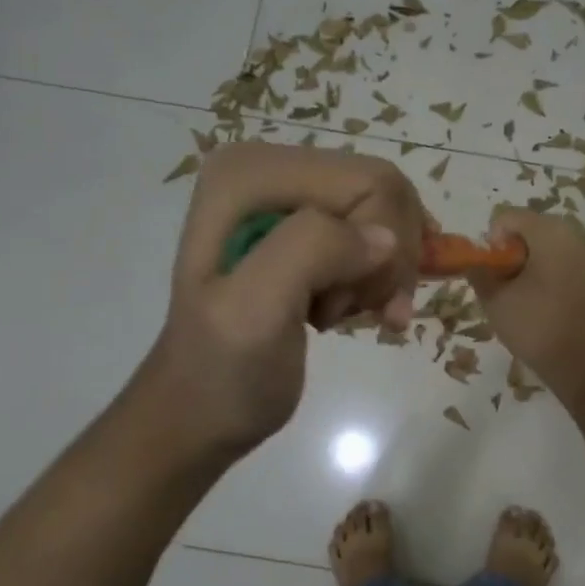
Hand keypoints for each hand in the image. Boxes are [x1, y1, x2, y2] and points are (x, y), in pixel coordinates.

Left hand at [136, 141, 427, 458]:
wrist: (197, 417)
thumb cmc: (223, 374)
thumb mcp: (255, 312)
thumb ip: (311, 251)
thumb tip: (386, 240)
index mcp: (249, 174)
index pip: (369, 183)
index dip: (385, 246)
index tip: (349, 307)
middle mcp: (268, 168)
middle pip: (383, 191)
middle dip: (387, 260)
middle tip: (356, 312)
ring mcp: (287, 197)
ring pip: (386, 214)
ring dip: (384, 273)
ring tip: (346, 315)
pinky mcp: (303, 227)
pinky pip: (376, 231)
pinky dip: (381, 277)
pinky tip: (363, 309)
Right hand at [466, 210, 584, 399]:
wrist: (580, 362)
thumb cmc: (535, 325)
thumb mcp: (494, 298)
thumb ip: (478, 271)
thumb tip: (476, 262)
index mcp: (548, 230)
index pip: (505, 218)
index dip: (491, 243)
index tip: (492, 273)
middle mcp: (570, 231)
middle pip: (525, 228)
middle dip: (508, 253)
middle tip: (503, 286)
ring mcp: (584, 251)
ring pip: (540, 245)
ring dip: (523, 264)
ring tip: (518, 295)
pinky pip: (556, 259)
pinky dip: (541, 272)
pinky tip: (536, 300)